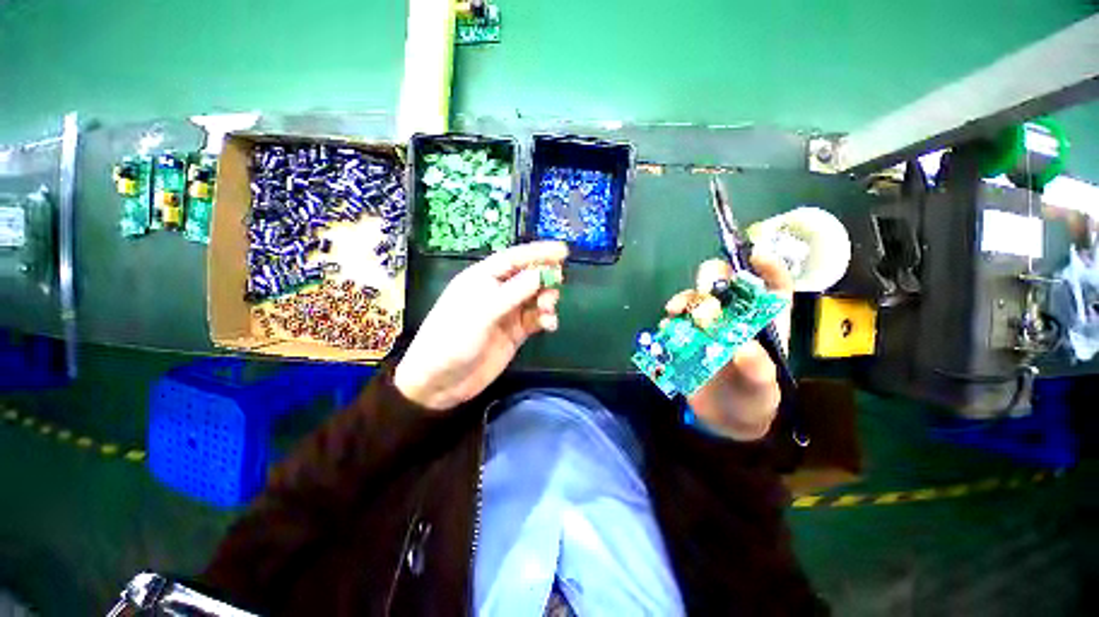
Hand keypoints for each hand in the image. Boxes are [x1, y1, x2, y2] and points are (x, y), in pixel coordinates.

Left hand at [395, 242, 568, 411]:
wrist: (440, 381)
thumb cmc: (453, 339)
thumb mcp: (482, 312)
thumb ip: (513, 292)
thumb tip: (540, 273)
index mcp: (483, 279)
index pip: (514, 259)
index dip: (538, 252)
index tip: (563, 251)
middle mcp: (497, 292)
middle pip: (528, 277)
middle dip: (544, 277)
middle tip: (558, 281)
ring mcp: (507, 313)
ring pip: (534, 298)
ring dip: (546, 299)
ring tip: (548, 309)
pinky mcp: (514, 332)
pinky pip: (535, 319)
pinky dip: (545, 319)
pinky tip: (549, 325)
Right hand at [665, 254, 793, 440]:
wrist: (722, 418)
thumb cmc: (753, 399)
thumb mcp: (762, 388)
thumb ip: (758, 370)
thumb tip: (744, 348)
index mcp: (765, 321)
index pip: (772, 287)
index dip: (767, 267)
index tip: (755, 255)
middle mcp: (735, 316)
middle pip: (725, 283)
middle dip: (713, 278)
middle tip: (704, 289)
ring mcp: (708, 325)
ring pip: (696, 298)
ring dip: (687, 298)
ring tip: (677, 310)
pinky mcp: (687, 335)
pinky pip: (677, 319)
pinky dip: (671, 318)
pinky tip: (669, 325)